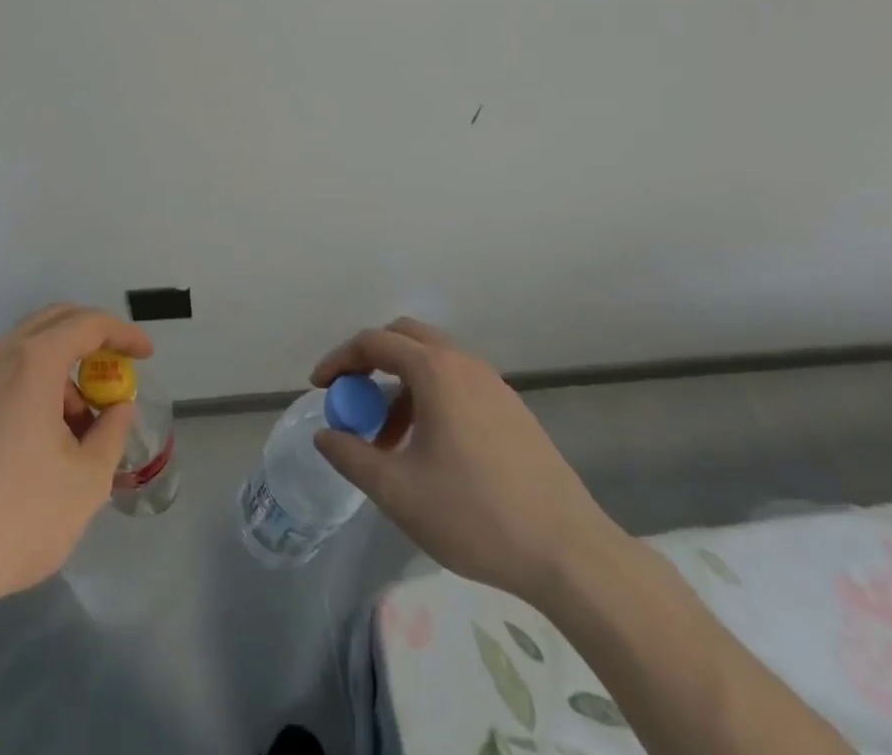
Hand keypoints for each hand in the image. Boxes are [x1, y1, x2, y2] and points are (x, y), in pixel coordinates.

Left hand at [0, 304, 152, 610]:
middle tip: (113, 370)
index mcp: (32, 363)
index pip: (87, 325)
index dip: (122, 334)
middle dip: (89, 339)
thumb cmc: (17, 519)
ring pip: (22, 350)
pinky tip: (31, 438)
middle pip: (51, 322)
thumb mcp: (86, 482)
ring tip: (72, 427)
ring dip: (57, 371)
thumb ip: (111, 433)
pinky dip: (26, 386)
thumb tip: (118, 408)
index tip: (146, 354)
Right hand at [310, 317, 622, 602]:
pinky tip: (429, 449)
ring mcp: (494, 385)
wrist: (571, 554)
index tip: (319, 387)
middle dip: (370, 361)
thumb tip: (325, 435)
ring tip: (387, 438)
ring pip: (433, 362)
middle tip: (352, 397)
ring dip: (400, 385)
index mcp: (435, 371)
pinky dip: (430, 398)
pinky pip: (458, 384)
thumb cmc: (475, 515)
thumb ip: (352, 456)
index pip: (373, 343)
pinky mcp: (513, 411)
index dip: (339, 360)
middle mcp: (464, 364)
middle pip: (405, 338)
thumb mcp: (398, 491)